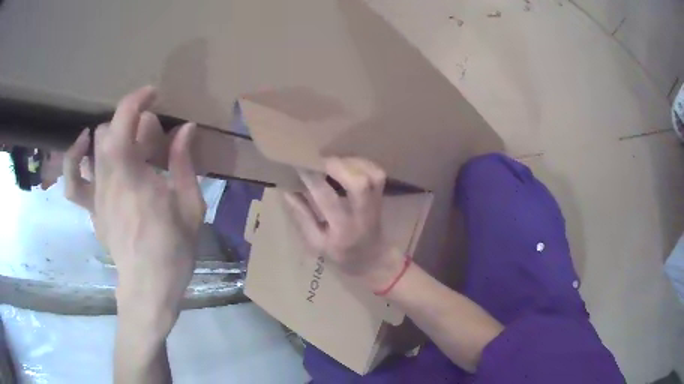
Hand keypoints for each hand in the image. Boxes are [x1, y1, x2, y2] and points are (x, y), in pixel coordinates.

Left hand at [63, 86, 205, 338]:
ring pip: (93, 146)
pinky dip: (74, 159)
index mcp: (133, 175)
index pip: (125, 121)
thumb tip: (187, 129)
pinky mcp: (91, 209)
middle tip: (153, 139)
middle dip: (133, 123)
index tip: (154, 94)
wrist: (148, 288)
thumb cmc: (173, 251)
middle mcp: (108, 178)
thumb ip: (184, 162)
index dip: (138, 99)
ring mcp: (95, 195)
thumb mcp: (190, 205)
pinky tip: (84, 147)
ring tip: (126, 139)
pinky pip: (73, 181)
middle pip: (111, 130)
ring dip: (110, 134)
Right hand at [284, 157, 404, 290]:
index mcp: (342, 229)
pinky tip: (349, 164)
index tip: (299, 166)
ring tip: (334, 161)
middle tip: (321, 160)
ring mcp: (376, 204)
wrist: (373, 259)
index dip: (312, 179)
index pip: (327, 199)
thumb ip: (302, 216)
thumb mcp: (316, 242)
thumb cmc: (341, 253)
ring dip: (351, 163)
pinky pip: (377, 173)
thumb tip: (287, 190)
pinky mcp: (381, 196)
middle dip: (338, 166)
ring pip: (371, 176)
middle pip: (358, 184)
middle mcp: (362, 214)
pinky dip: (363, 164)